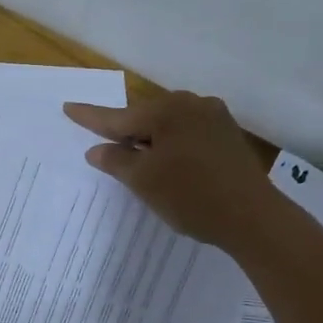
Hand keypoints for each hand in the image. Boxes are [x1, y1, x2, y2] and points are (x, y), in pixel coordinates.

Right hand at [62, 91, 274, 246]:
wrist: (254, 218)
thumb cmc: (191, 197)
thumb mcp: (144, 181)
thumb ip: (116, 160)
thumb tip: (97, 149)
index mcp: (166, 110)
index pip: (118, 117)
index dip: (91, 117)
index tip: (68, 107)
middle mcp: (191, 104)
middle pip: (145, 118)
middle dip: (125, 132)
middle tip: (105, 146)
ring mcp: (214, 117)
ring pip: (168, 125)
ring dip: (150, 140)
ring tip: (138, 161)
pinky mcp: (228, 135)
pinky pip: (188, 133)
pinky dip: (172, 145)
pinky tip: (170, 164)